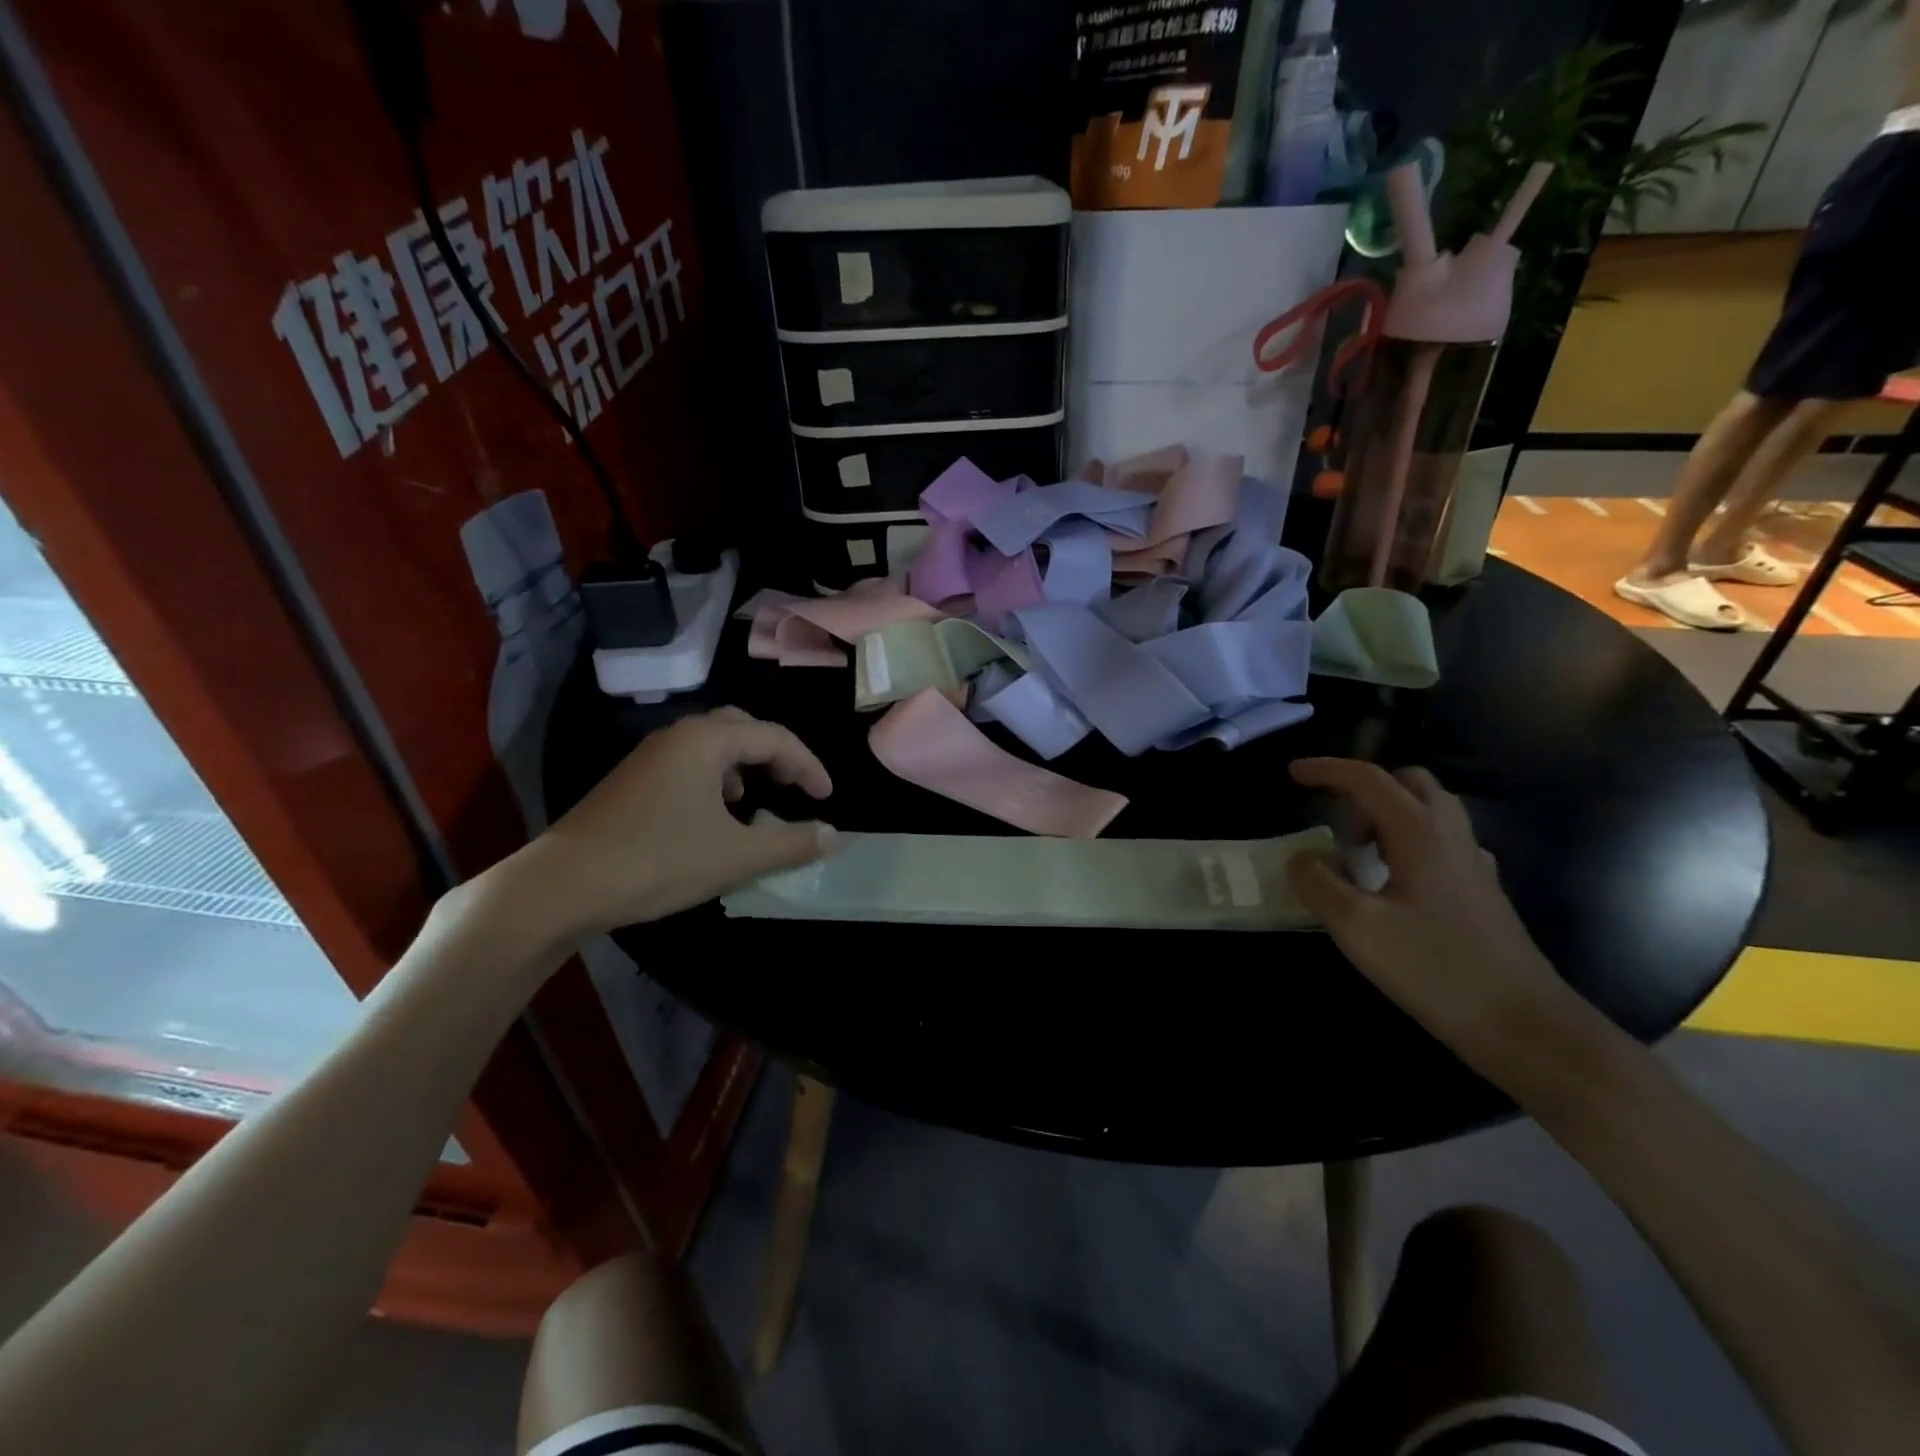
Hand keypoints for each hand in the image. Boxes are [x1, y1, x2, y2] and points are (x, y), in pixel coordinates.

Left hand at [501, 707, 835, 946]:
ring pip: (712, 745)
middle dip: (776, 754)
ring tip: (755, 800)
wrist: (561, 886)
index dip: (809, 766)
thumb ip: (791, 844)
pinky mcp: (631, 781)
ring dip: (744, 764)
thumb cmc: (657, 862)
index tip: (827, 798)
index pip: (775, 738)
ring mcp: (649, 757)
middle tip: (795, 786)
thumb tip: (833, 836)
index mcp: (706, 741)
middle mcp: (678, 736)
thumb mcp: (736, 857)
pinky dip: (715, 778)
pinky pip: (688, 763)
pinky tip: (712, 815)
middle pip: (742, 728)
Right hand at [1285, 757, 1579, 1063]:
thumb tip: (1301, 858)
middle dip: (1364, 790)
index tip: (1293, 774)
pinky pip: (1441, 844)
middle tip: (1335, 824)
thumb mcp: (1357, 928)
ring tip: (1358, 854)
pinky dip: (1409, 843)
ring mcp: (1473, 865)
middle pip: (1408, 783)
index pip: (1368, 779)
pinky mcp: (1482, 893)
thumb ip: (1318, 884)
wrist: (1525, 1026)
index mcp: (1419, 834)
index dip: (1327, 770)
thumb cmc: (1436, 970)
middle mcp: (1451, 837)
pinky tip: (1395, 882)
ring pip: (1429, 812)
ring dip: (1388, 815)